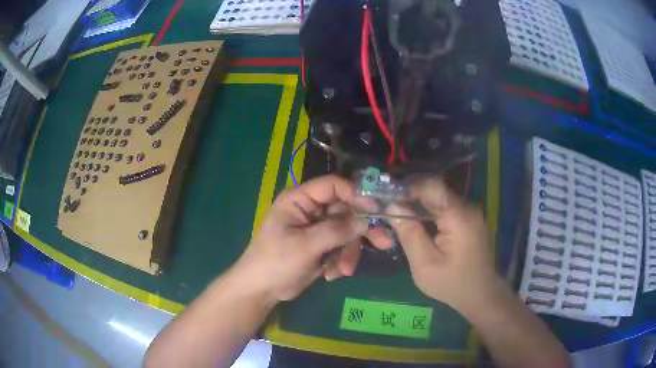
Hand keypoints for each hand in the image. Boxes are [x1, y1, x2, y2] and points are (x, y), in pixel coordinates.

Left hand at [230, 175, 368, 303]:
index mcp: (300, 200)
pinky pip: (342, 247)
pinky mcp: (322, 246)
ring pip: (347, 232)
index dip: (355, 194)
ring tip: (343, 270)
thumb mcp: (305, 246)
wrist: (262, 289)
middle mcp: (311, 210)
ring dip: (349, 252)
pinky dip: (341, 260)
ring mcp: (318, 229)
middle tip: (383, 242)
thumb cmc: (276, 262)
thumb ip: (336, 231)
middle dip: (360, 230)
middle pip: (346, 210)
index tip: (375, 209)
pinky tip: (330, 274)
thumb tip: (366, 219)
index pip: (333, 186)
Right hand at [388, 176, 498, 310]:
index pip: (432, 186)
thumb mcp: (424, 265)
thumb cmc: (452, 284)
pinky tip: (420, 224)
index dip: (408, 188)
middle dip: (412, 197)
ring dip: (421, 204)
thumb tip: (393, 206)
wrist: (481, 295)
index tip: (389, 199)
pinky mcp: (471, 220)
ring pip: (441, 199)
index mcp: (459, 216)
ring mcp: (472, 213)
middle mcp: (468, 208)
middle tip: (390, 209)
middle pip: (436, 191)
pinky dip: (431, 212)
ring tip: (401, 216)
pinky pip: (448, 208)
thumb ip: (409, 234)